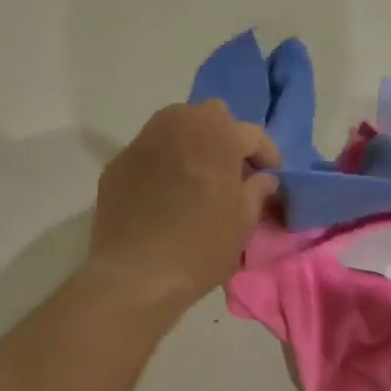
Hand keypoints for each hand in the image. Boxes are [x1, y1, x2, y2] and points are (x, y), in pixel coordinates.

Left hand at [86, 101, 279, 315]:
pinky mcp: (119, 161)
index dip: (267, 155)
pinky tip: (165, 192)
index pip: (252, 134)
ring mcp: (144, 140)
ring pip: (177, 126)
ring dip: (193, 142)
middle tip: (232, 170)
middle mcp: (180, 125)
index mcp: (218, 135)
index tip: (271, 176)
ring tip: (198, 175)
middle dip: (227, 137)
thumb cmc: (200, 247)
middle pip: (212, 116)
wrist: (134, 274)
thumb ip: (257, 191)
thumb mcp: (243, 223)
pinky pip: (151, 150)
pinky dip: (164, 162)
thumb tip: (262, 178)